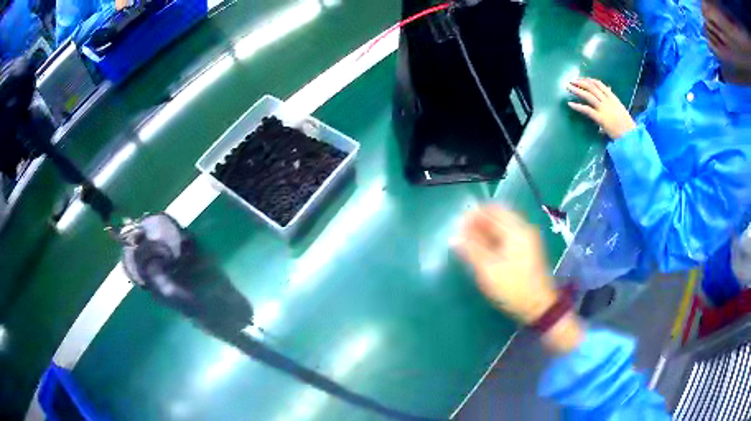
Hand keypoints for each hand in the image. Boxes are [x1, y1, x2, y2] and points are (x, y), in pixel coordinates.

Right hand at [455, 206, 556, 323]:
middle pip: (497, 217)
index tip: (457, 225)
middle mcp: (523, 230)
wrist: (538, 306)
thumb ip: (471, 250)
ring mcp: (526, 240)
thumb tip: (454, 236)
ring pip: (501, 227)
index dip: (473, 214)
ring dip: (484, 232)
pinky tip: (481, 250)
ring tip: (467, 243)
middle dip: (477, 223)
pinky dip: (492, 240)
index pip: (493, 210)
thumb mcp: (489, 270)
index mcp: (517, 231)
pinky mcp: (525, 250)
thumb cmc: (514, 288)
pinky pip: (505, 237)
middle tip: (460, 236)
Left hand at [567, 78, 635, 139]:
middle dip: (581, 82)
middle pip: (592, 87)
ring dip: (577, 90)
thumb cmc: (627, 125)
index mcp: (613, 98)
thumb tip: (607, 96)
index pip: (599, 84)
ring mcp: (603, 109)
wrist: (630, 135)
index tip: (582, 79)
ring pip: (588, 96)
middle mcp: (607, 101)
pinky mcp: (600, 118)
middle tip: (572, 81)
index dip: (589, 80)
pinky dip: (578, 106)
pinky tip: (570, 104)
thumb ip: (612, 102)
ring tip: (568, 87)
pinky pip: (587, 110)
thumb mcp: (620, 109)